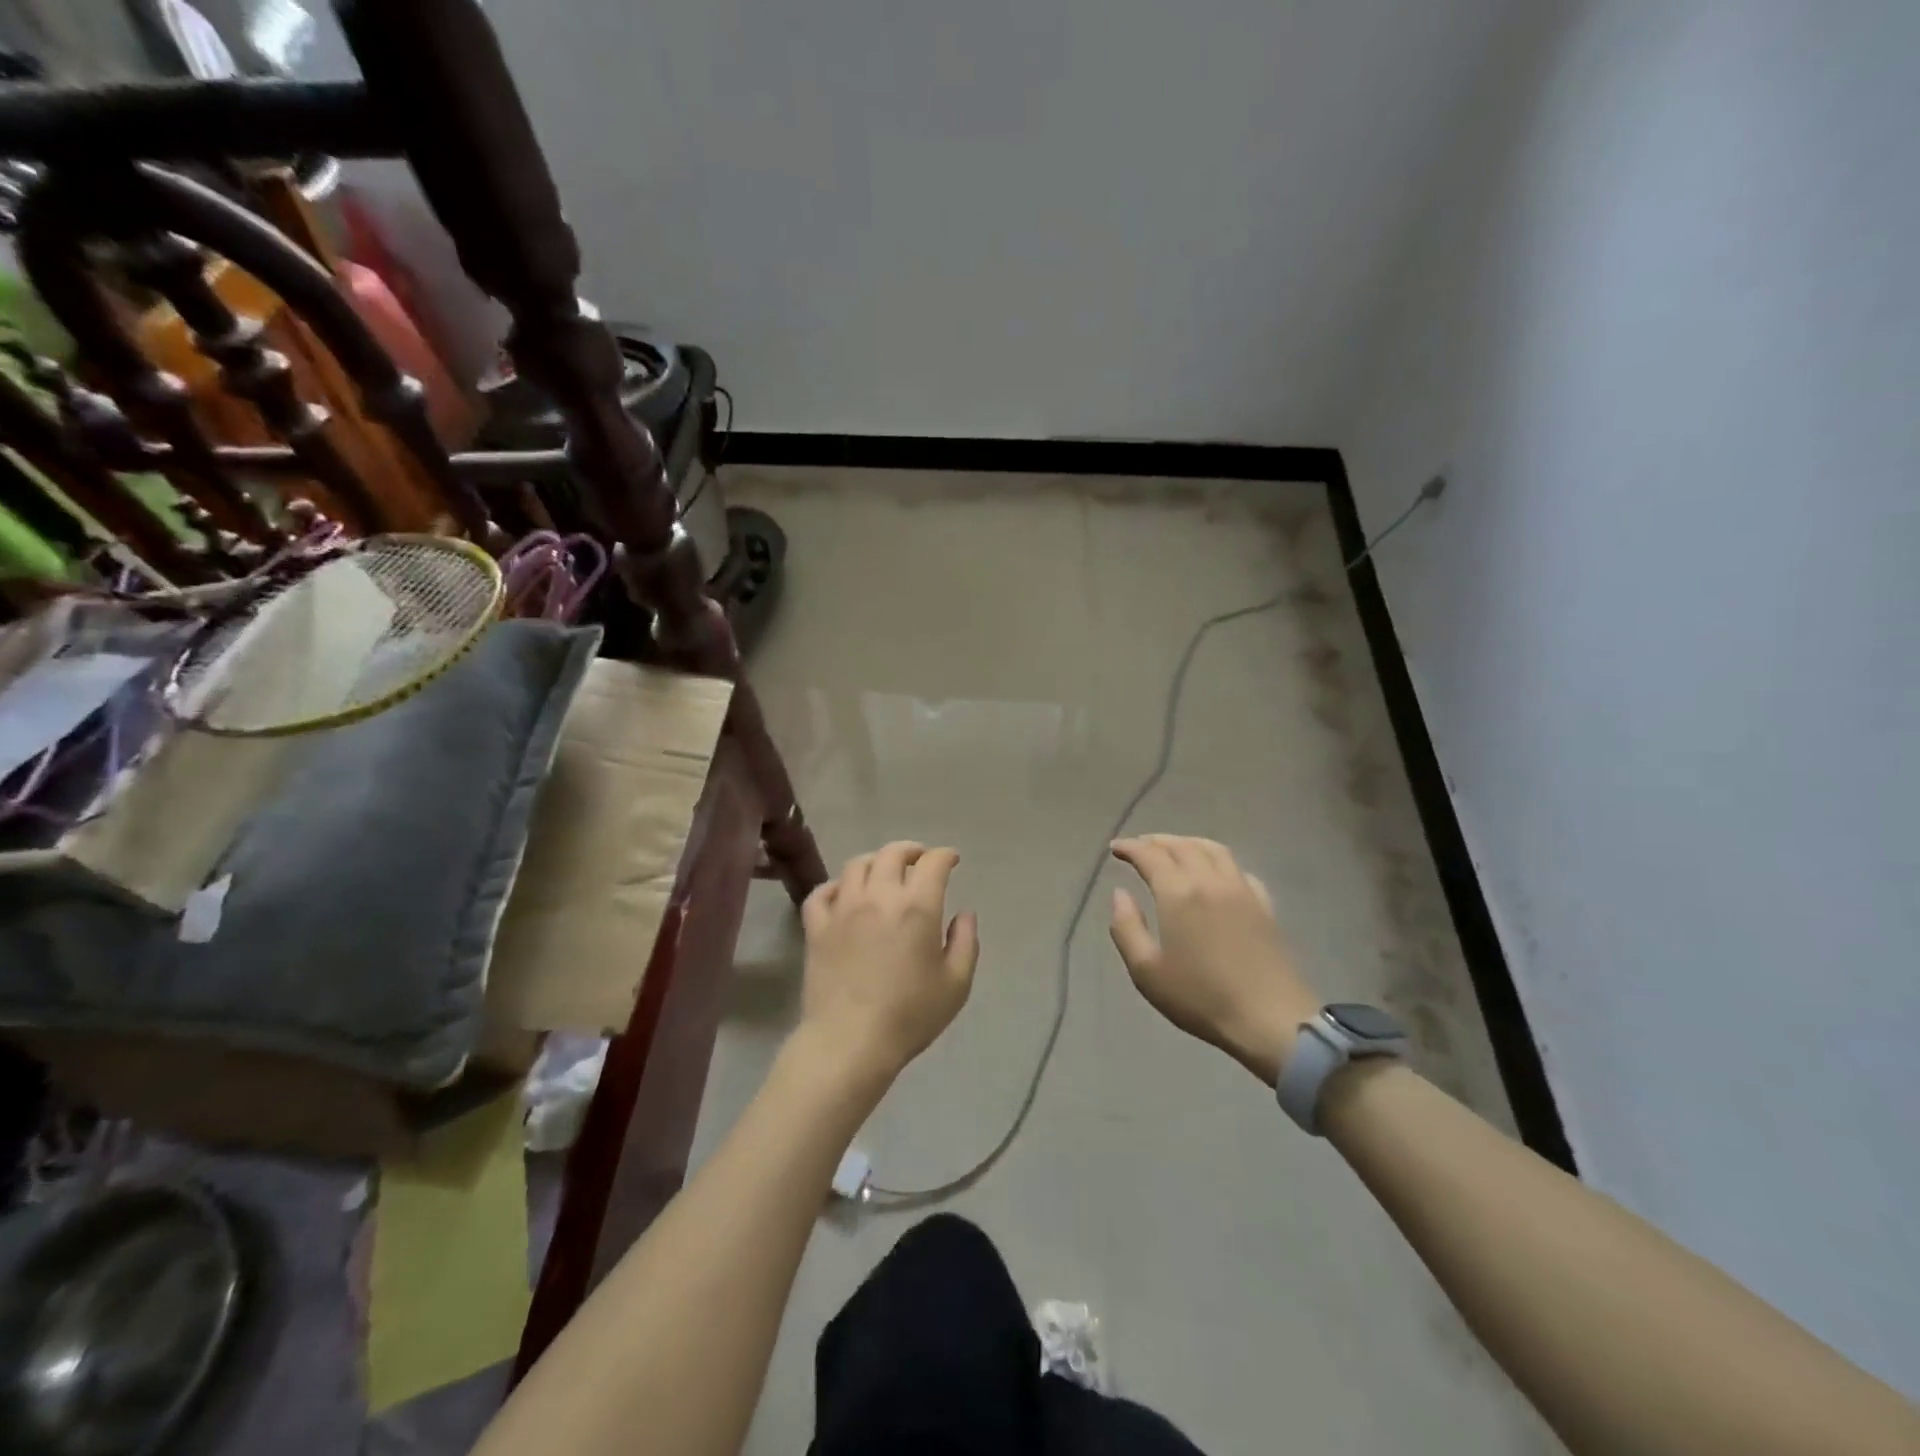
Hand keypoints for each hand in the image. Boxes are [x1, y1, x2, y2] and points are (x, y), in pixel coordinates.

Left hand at [797, 842, 979, 1081]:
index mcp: (917, 907)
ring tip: (883, 873)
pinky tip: (844, 895)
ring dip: (875, 862)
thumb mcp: (956, 984)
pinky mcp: (816, 928)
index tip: (951, 860)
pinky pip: (821, 893)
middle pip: (892, 854)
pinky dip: (835, 887)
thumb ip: (965, 942)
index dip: (944, 856)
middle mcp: (879, 897)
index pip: (932, 863)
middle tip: (919, 860)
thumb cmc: (910, 1015)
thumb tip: (965, 913)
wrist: (850, 1042)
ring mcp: (843, 909)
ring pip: (856, 865)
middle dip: (911, 850)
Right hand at [1109, 835, 1319, 1085]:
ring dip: (1188, 843)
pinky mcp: (1264, 905)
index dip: (1130, 847)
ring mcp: (1242, 890)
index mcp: (1178, 893)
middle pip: (1182, 846)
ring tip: (1174, 849)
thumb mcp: (1146, 970)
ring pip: (1213, 849)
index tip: (1116, 848)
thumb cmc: (1200, 998)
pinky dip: (1218, 860)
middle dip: (1157, 841)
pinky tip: (1214, 873)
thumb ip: (1126, 927)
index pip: (1150, 855)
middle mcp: (1210, 880)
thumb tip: (1120, 894)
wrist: (1270, 1019)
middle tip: (1140, 846)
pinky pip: (1238, 869)